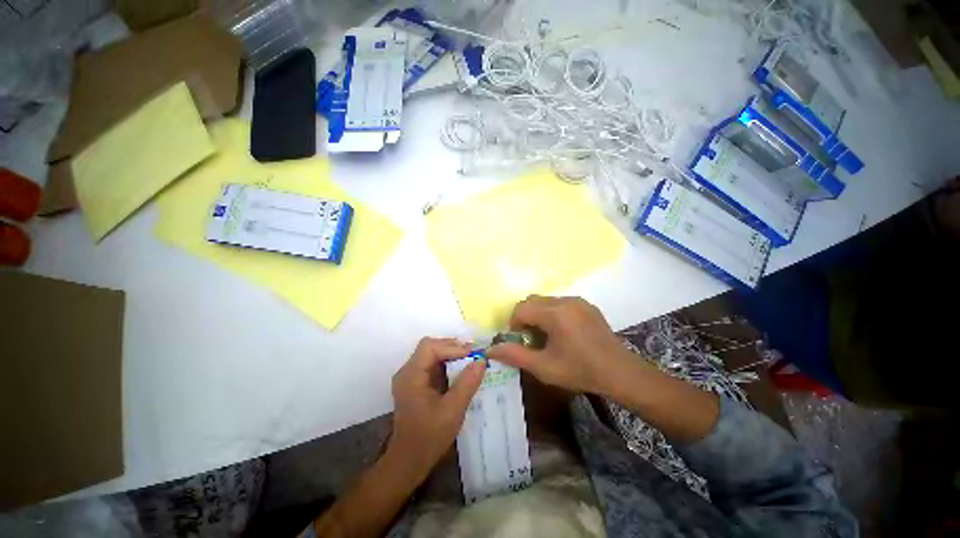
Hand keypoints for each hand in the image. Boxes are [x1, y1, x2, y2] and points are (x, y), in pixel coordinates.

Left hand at [387, 338, 485, 482]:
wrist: (409, 461)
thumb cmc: (429, 437)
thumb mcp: (452, 411)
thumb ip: (467, 384)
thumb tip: (481, 361)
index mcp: (411, 376)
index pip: (430, 347)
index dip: (452, 347)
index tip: (472, 354)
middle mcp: (407, 371)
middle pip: (430, 347)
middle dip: (452, 347)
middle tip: (474, 354)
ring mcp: (410, 377)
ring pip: (432, 354)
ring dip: (451, 354)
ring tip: (471, 360)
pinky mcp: (416, 383)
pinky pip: (433, 365)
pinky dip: (448, 364)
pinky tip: (461, 371)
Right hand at [486, 295, 642, 396]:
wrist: (621, 373)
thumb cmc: (580, 371)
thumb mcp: (544, 367)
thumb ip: (515, 355)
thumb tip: (490, 350)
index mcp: (555, 313)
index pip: (521, 309)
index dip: (514, 324)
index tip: (520, 341)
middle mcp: (565, 301)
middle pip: (532, 301)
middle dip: (525, 317)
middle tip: (531, 339)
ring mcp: (578, 301)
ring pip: (546, 300)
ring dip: (538, 314)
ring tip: (546, 336)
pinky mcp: (587, 305)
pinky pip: (560, 303)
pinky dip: (552, 313)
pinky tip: (563, 333)